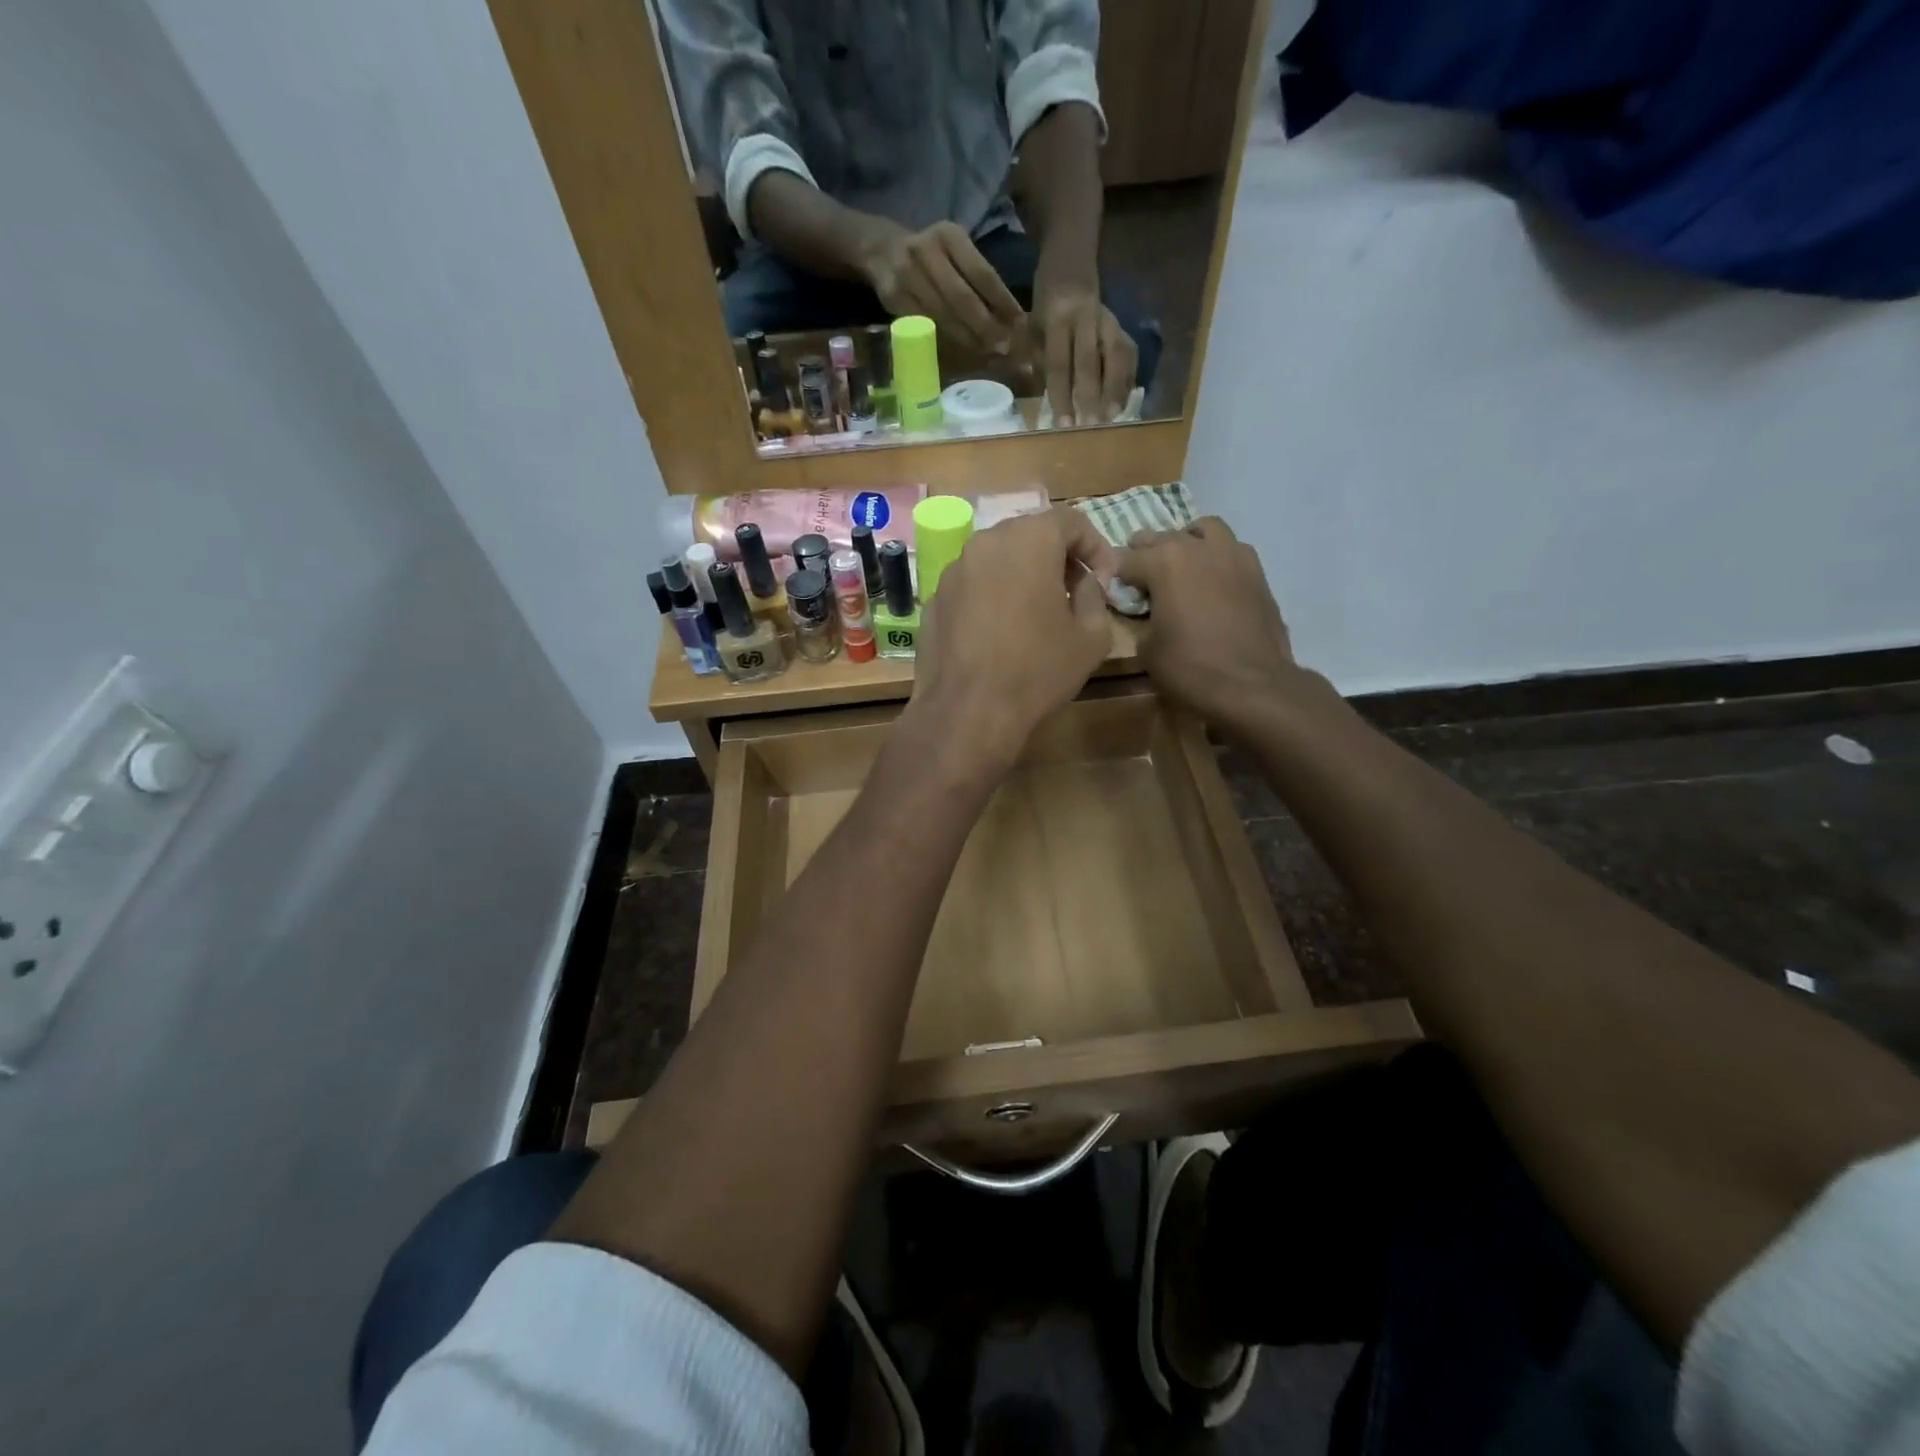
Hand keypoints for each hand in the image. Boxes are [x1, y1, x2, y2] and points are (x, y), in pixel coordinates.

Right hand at [860, 221, 1024, 354]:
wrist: (882, 250)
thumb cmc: (932, 255)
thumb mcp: (955, 251)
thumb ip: (978, 277)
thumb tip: (1012, 317)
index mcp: (949, 235)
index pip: (982, 273)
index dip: (1002, 301)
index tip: (1020, 323)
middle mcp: (926, 252)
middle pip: (962, 298)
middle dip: (985, 326)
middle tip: (1004, 346)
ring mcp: (907, 276)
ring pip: (943, 316)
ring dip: (968, 338)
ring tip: (987, 351)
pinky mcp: (894, 299)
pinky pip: (926, 326)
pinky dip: (946, 340)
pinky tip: (962, 349)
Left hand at [909, 508, 1117, 770]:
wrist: (968, 711)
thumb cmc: (1037, 670)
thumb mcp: (1091, 637)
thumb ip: (1095, 596)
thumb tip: (1086, 583)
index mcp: (1029, 540)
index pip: (1071, 521)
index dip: (1096, 548)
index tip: (1104, 581)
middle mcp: (986, 542)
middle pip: (1031, 534)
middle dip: (1058, 557)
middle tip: (1075, 592)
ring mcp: (954, 569)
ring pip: (998, 558)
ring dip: (1023, 574)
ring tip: (1037, 612)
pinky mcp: (935, 598)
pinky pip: (973, 584)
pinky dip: (993, 594)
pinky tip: (1001, 631)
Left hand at [1030, 279, 1136, 427]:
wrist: (1071, 258)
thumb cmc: (1046, 298)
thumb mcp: (1033, 323)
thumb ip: (1038, 357)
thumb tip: (1046, 397)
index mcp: (1057, 317)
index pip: (1059, 363)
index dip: (1062, 395)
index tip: (1064, 423)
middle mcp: (1086, 317)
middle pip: (1090, 362)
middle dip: (1091, 396)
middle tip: (1090, 424)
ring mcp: (1107, 319)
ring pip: (1116, 355)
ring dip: (1116, 388)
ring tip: (1113, 415)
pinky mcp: (1121, 323)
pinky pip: (1128, 352)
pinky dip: (1127, 378)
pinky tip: (1124, 400)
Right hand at [1118, 519, 1318, 736]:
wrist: (1251, 685)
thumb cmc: (1190, 667)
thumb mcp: (1147, 649)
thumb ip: (1142, 619)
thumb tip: (1147, 614)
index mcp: (1164, 562)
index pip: (1126, 559)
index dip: (1116, 576)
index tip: (1113, 590)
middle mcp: (1198, 547)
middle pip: (1163, 537)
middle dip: (1147, 553)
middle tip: (1141, 577)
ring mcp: (1233, 555)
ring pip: (1205, 530)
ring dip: (1189, 542)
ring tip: (1182, 565)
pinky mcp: (1258, 572)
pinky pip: (1231, 551)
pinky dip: (1217, 558)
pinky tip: (1213, 582)